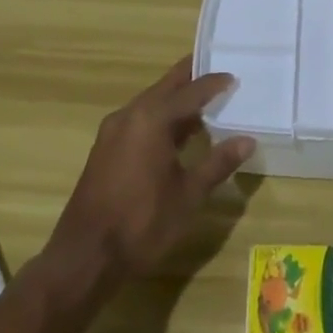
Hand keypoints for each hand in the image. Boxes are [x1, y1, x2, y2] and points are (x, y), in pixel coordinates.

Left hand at [47, 55, 254, 284]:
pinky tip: (176, 134)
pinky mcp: (105, 148)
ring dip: (176, 100)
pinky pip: (139, 119)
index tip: (234, 76)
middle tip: (217, 74)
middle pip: (166, 86)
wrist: (84, 257)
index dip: (214, 83)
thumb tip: (247, 141)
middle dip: (191, 78)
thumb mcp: (188, 195)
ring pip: (151, 103)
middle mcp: (129, 115)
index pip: (190, 91)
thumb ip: (217, 163)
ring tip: (204, 104)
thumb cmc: (141, 223)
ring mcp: (113, 131)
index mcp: (151, 118)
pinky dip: (160, 117)